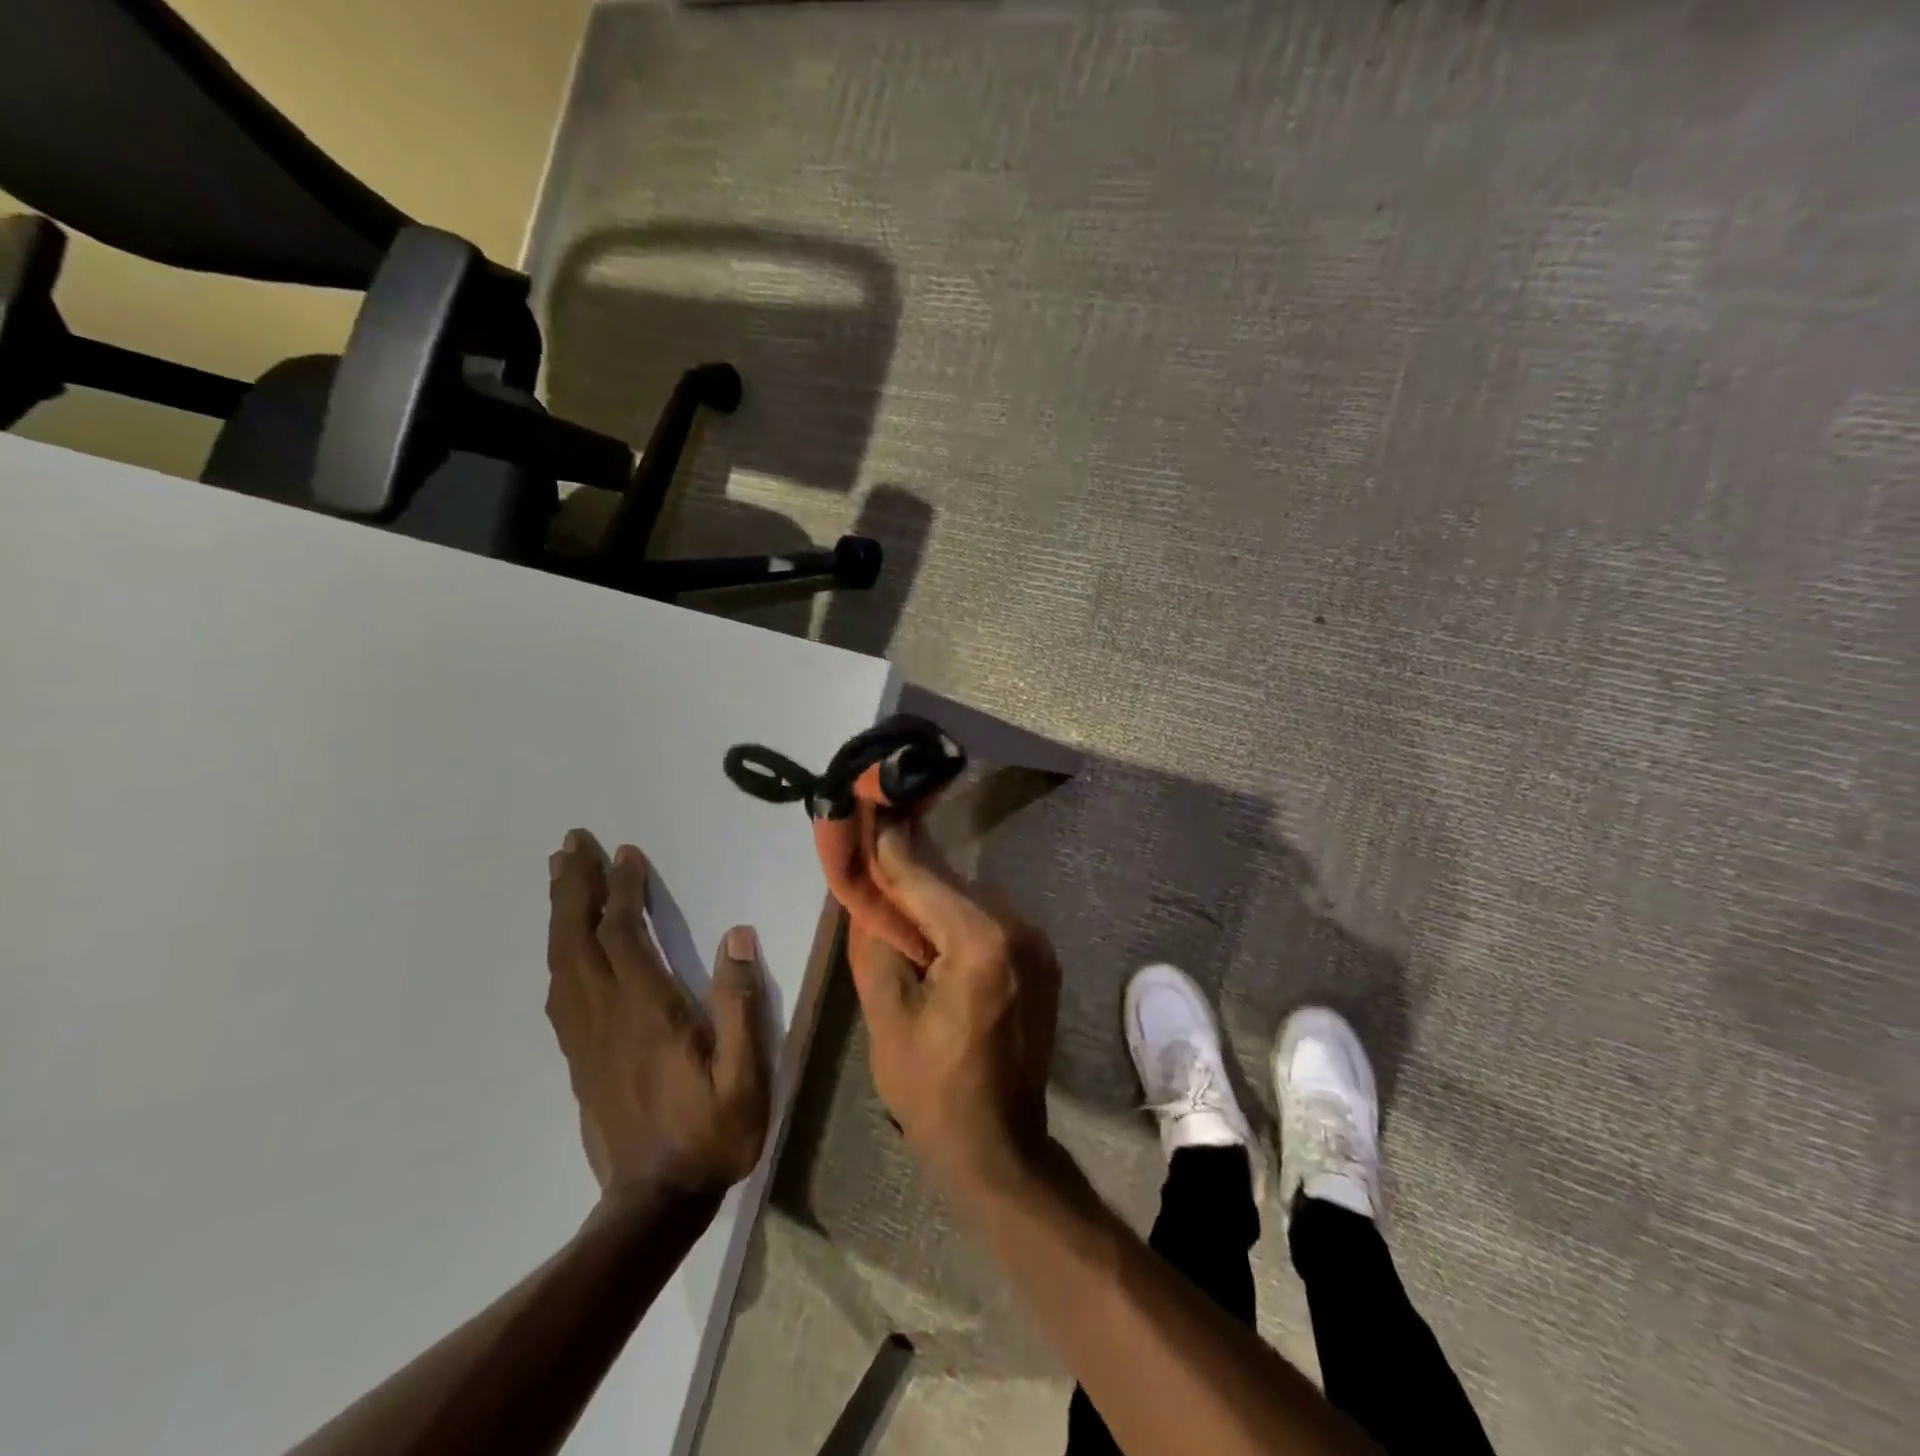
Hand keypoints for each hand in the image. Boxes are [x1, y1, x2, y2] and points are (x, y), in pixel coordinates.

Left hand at [546, 829, 771, 1201]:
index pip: (623, 936)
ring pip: (562, 963)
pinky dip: (559, 954)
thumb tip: (737, 936)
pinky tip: (564, 946)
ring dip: (561, 914)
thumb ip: (740, 1003)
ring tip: (561, 876)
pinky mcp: (579, 1058)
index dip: (623, 890)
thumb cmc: (710, 1133)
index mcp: (645, 1012)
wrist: (652, 1204)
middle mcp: (605, 1016)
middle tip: (570, 843)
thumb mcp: (745, 1074)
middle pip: (577, 940)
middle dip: (574, 887)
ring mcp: (585, 1038)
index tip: (625, 853)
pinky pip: (560, 993)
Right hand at [847, 822, 1060, 1194]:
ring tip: (895, 893)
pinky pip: (991, 921)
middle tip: (872, 849)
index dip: (890, 845)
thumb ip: (876, 942)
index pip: (924, 877)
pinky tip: (931, 928)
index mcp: (982, 942)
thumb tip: (868, 894)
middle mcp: (1019, 929)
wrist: (1000, 1147)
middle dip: (910, 868)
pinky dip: (958, 916)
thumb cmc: (932, 1090)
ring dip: (934, 894)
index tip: (867, 808)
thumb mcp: (886, 1016)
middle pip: (952, 883)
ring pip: (972, 898)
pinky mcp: (1042, 959)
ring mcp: (1038, 943)